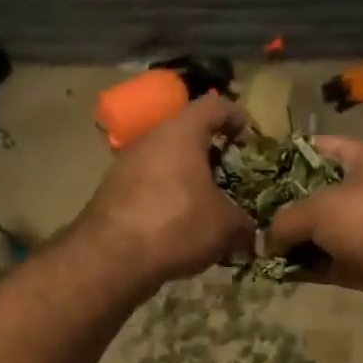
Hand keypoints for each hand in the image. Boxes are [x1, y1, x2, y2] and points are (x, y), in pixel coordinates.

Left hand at [76, 96, 255, 291]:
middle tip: (229, 178)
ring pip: (165, 161)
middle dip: (210, 155)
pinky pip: (147, 186)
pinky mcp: (111, 191)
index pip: (214, 105)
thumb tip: (251, 232)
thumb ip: (244, 223)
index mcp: (182, 132)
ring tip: (205, 207)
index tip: (248, 138)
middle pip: (186, 134)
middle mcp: (151, 139)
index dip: (236, 117)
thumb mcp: (225, 226)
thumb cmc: (177, 225)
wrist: (110, 257)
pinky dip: (165, 198)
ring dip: (186, 179)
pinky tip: (177, 226)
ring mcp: (126, 164)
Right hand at [263, 136, 362, 292]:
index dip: (288, 157)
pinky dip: (311, 266)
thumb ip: (284, 221)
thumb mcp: (318, 210)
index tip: (260, 172)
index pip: (319, 147)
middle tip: (255, 217)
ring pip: (326, 231)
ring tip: (261, 249)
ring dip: (297, 241)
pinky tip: (281, 273)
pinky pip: (334, 260)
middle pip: (320, 193)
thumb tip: (264, 241)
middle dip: (288, 206)